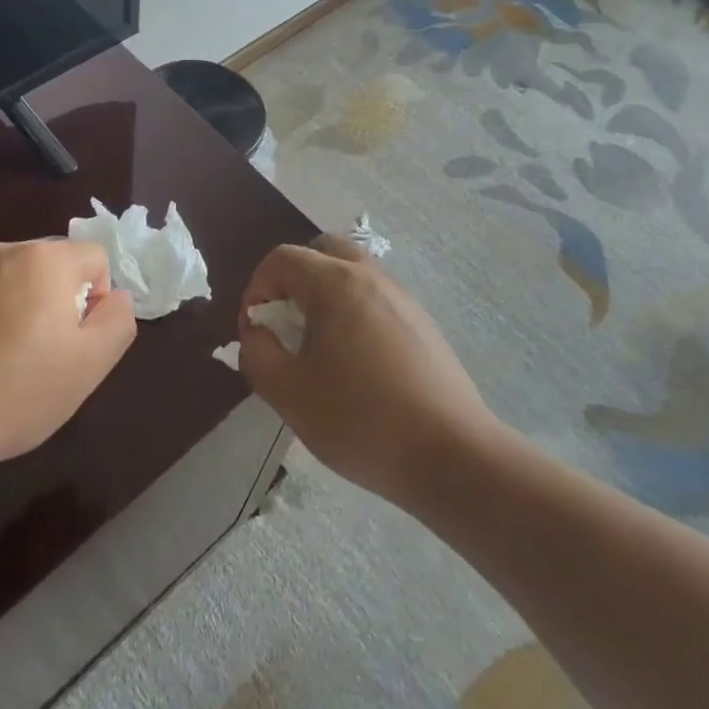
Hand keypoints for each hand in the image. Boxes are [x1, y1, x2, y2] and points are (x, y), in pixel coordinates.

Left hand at [0, 240, 136, 468]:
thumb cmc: (17, 390)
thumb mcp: (90, 364)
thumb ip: (118, 320)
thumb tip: (114, 297)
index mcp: (46, 258)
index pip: (96, 258)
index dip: (97, 301)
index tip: (76, 344)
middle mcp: (5, 250)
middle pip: (53, 265)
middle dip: (58, 302)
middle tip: (45, 355)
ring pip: (14, 279)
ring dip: (21, 308)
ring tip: (6, 361)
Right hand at [239, 235, 495, 504]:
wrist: (452, 456)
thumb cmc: (361, 420)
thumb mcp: (290, 394)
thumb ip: (258, 356)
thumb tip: (256, 335)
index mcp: (335, 283)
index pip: (282, 259)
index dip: (257, 288)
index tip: (255, 330)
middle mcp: (371, 277)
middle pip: (322, 251)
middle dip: (293, 279)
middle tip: (285, 322)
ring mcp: (402, 298)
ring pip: (353, 273)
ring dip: (325, 294)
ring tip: (318, 345)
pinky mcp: (423, 324)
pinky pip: (376, 298)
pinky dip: (354, 311)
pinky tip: (357, 362)